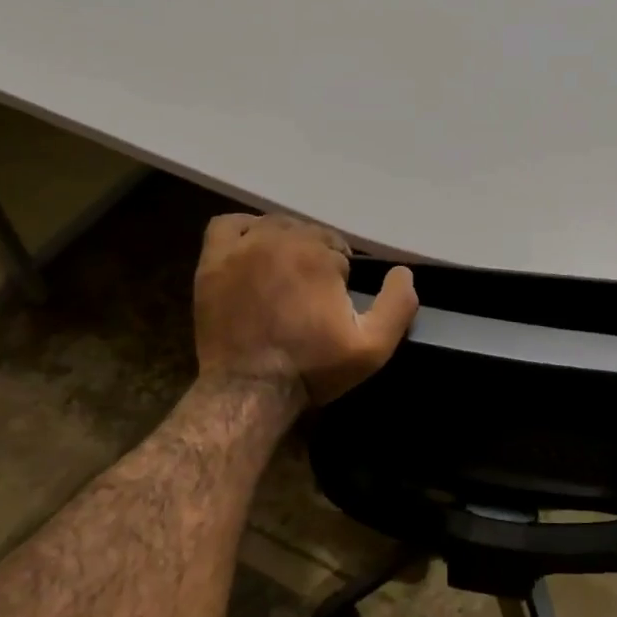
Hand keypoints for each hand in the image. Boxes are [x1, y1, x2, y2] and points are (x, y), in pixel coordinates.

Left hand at [193, 213, 418, 407]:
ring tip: (286, 277)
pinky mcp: (212, 262)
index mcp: (317, 255)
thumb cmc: (313, 368)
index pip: (338, 250)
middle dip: (316, 260)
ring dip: (285, 244)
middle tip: (312, 298)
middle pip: (307, 235)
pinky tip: (253, 252)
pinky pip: (229, 225)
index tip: (334, 305)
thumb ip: (398, 305)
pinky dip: (245, 232)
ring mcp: (240, 248)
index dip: (341, 277)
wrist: (250, 391)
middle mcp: (278, 240)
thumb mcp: (372, 347)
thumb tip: (404, 272)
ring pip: (273, 227)